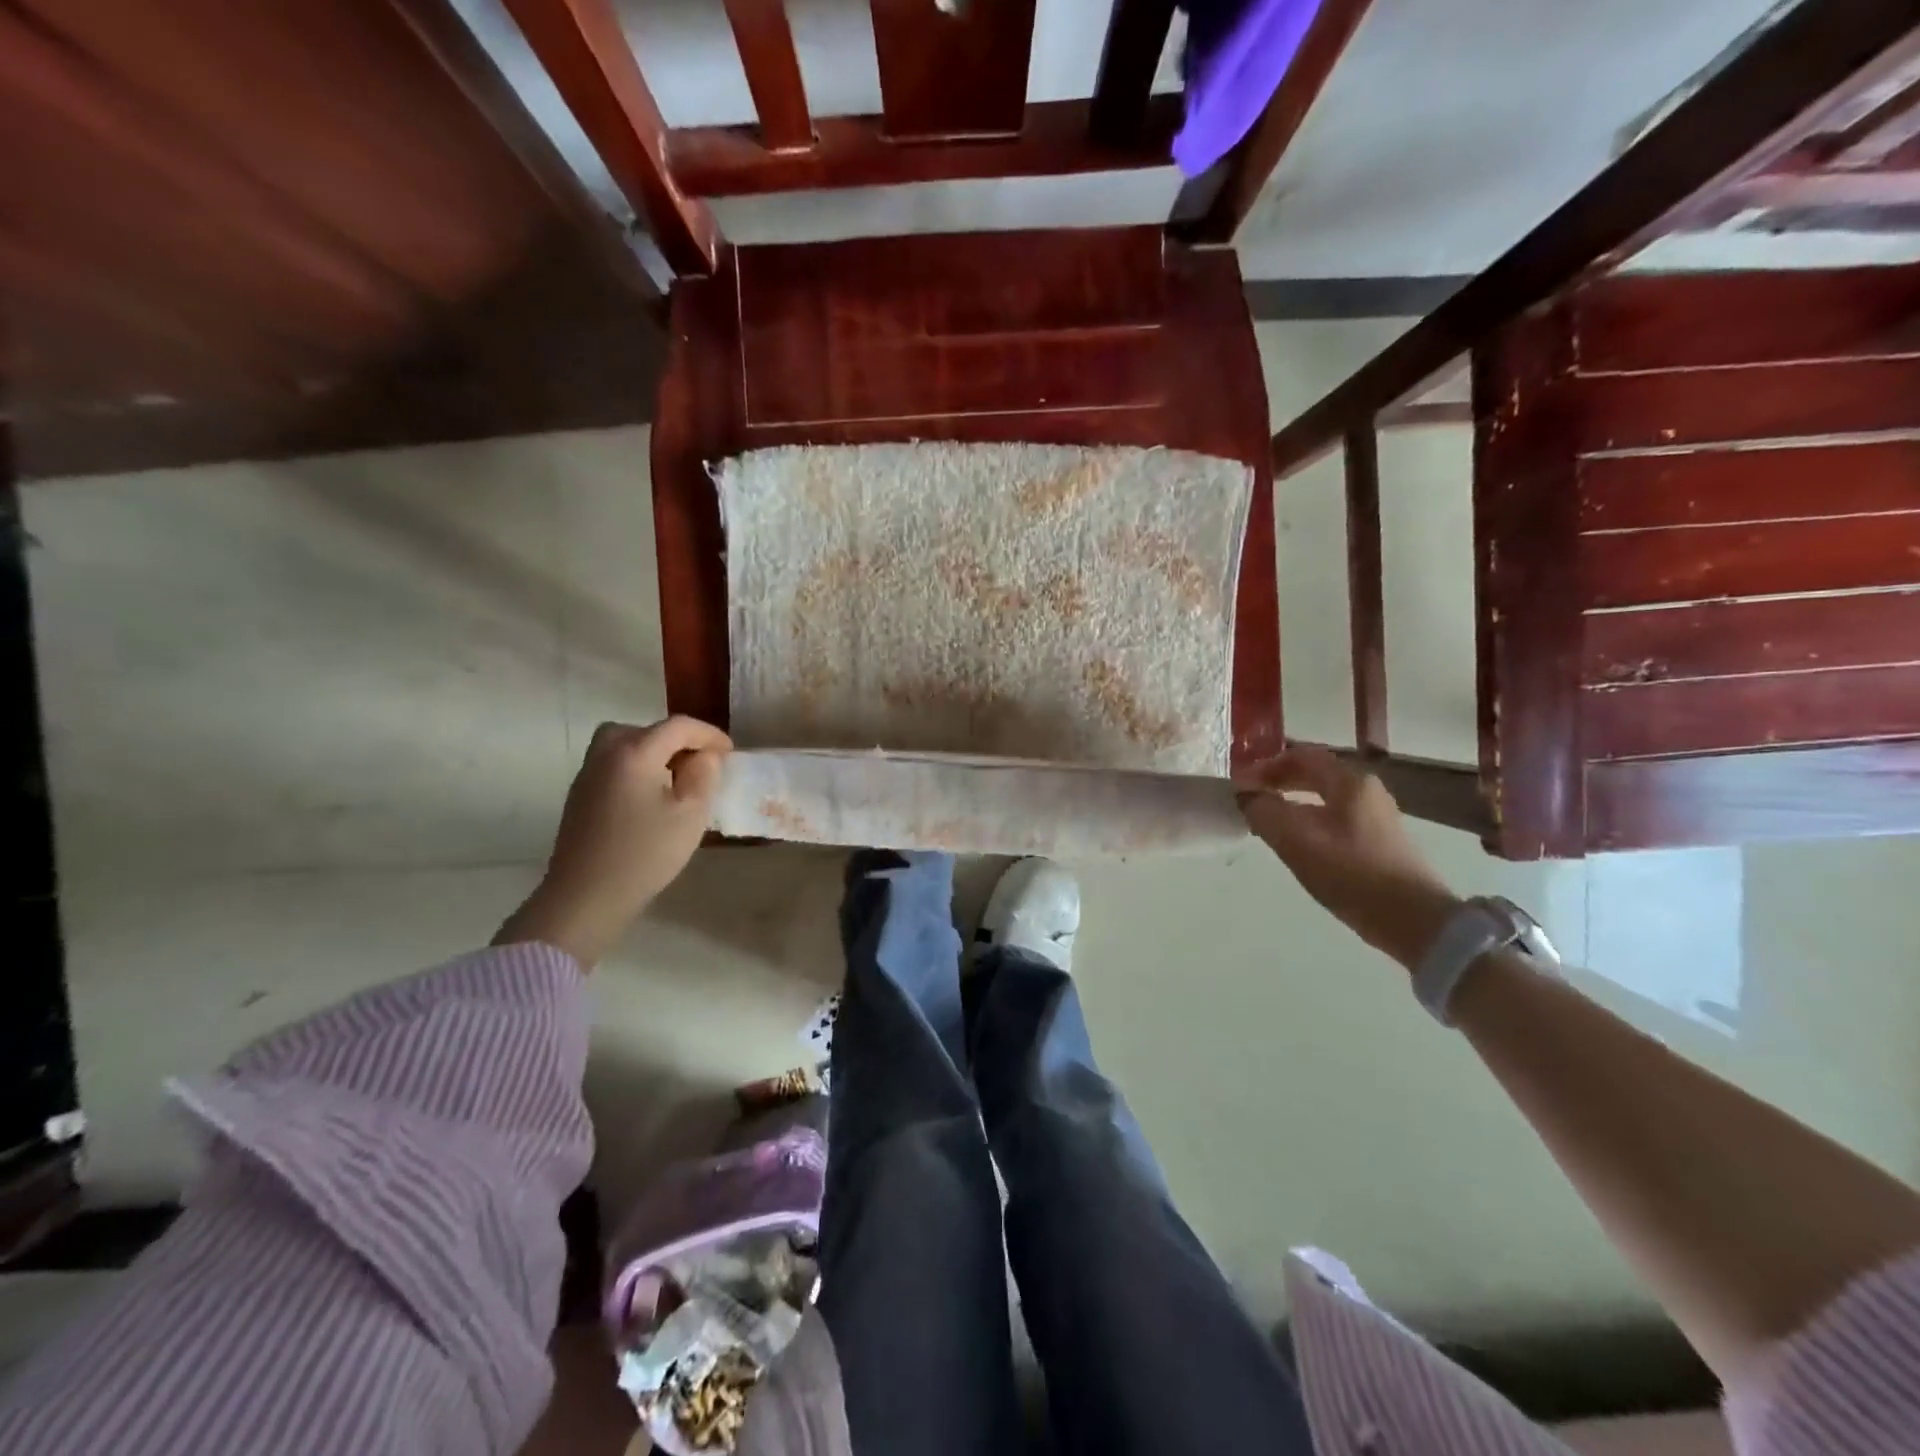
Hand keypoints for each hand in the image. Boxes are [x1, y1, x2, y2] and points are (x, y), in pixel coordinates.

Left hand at [495, 717, 731, 967]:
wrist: (586, 896)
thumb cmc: (645, 854)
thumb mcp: (691, 814)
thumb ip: (704, 775)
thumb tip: (704, 757)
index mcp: (634, 752)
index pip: (678, 726)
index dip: (708, 734)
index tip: (730, 753)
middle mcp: (606, 754)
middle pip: (646, 729)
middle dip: (678, 740)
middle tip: (700, 763)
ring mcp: (588, 775)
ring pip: (626, 745)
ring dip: (655, 753)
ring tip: (676, 779)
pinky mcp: (580, 796)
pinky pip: (614, 764)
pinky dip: (637, 768)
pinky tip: (651, 797)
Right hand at [1239, 746, 1460, 969]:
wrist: (1415, 921)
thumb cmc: (1352, 874)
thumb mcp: (1296, 841)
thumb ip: (1265, 811)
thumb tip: (1246, 794)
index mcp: (1349, 782)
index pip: (1300, 756)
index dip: (1265, 766)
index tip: (1240, 785)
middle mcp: (1367, 790)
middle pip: (1315, 773)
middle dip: (1278, 781)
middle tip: (1250, 799)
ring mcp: (1377, 816)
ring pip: (1325, 797)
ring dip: (1293, 801)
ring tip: (1267, 821)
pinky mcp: (1381, 841)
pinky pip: (1336, 817)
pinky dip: (1310, 819)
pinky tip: (1298, 842)